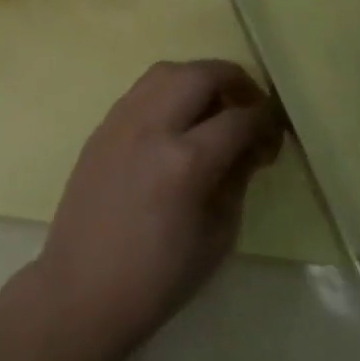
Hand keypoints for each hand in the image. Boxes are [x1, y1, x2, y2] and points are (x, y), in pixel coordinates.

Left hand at [33, 60, 281, 355]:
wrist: (83, 289)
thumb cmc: (158, 277)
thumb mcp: (218, 235)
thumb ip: (238, 179)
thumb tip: (252, 144)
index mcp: (184, 161)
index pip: (238, 119)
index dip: (266, 121)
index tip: (276, 133)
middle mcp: (150, 128)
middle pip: (200, 74)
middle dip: (234, 81)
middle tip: (250, 106)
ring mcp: (119, 123)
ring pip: (165, 72)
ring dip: (197, 79)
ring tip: (213, 106)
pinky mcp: (100, 129)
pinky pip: (139, 92)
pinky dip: (166, 92)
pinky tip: (176, 121)